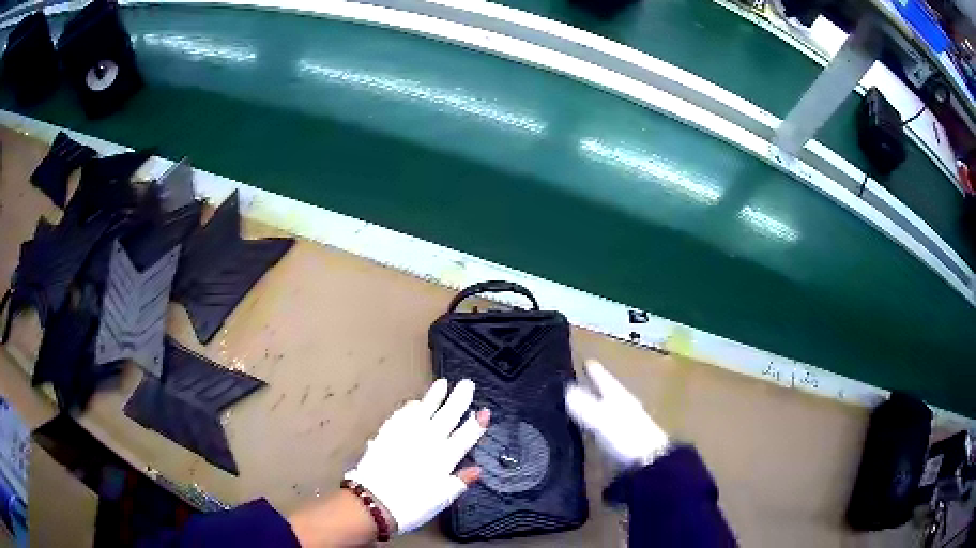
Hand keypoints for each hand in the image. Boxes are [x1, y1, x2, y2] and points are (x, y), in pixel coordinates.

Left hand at [345, 378, 489, 534]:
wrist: (374, 502)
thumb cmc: (411, 506)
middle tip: (467, 384)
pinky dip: (410, 408)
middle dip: (459, 400)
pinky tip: (414, 403)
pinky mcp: (387, 435)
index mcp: (444, 459)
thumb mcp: (442, 499)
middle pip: (447, 417)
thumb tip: (477, 470)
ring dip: (435, 397)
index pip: (465, 437)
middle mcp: (427, 443)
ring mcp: (406, 436)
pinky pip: (401, 416)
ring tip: (443, 383)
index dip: (476, 424)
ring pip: (425, 411)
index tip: (485, 410)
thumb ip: (460, 482)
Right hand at [565, 360, 668, 468]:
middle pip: (608, 392)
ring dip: (598, 405)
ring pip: (609, 408)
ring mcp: (628, 424)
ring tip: (584, 403)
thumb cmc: (627, 437)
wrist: (651, 463)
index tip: (587, 361)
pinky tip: (593, 430)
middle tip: (582, 379)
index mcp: (620, 397)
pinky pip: (609, 426)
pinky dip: (601, 423)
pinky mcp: (627, 442)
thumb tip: (567, 389)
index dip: (596, 372)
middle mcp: (625, 407)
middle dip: (597, 386)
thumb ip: (585, 406)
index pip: (605, 380)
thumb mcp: (602, 420)